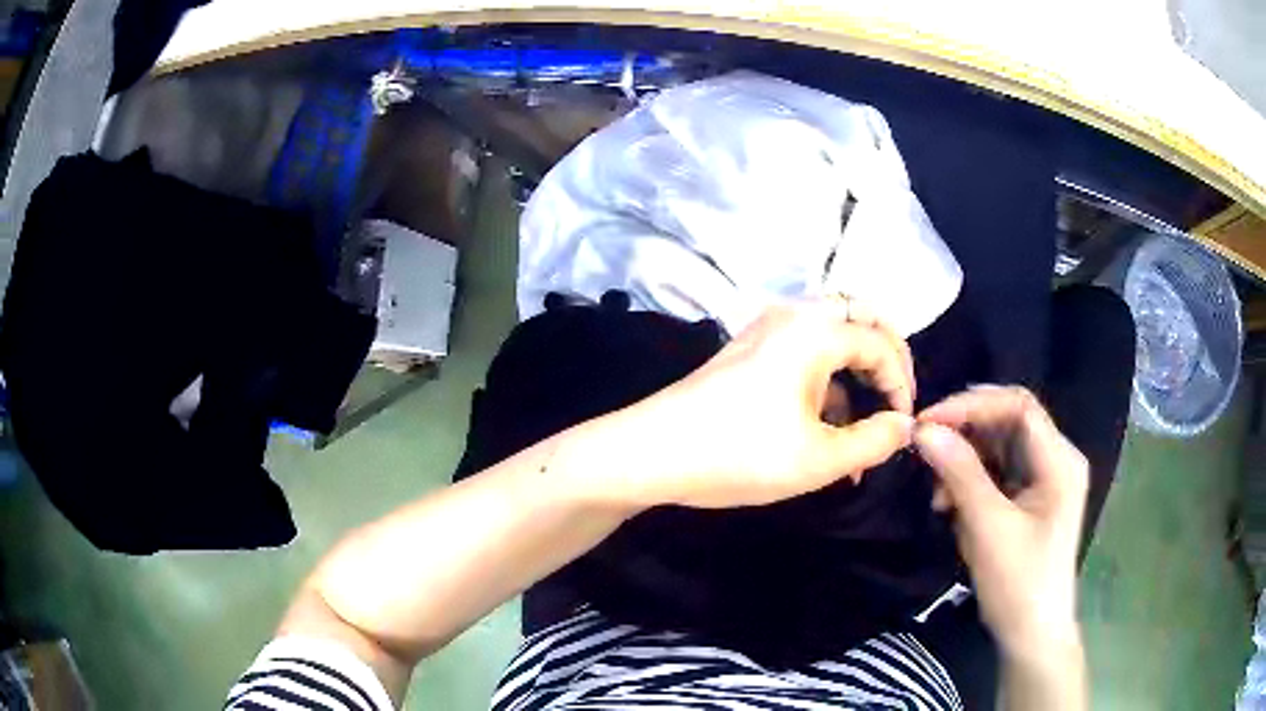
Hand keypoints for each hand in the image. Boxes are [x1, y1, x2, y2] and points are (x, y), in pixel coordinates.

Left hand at [598, 299, 915, 509]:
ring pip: (832, 334)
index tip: (905, 426)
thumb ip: (874, 440)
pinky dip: (826, 378)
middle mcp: (793, 316)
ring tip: (861, 427)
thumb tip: (904, 424)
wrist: (652, 453)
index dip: (902, 384)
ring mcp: (766, 329)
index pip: (882, 343)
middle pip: (860, 318)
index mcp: (815, 331)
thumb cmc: (739, 456)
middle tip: (893, 403)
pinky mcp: (748, 349)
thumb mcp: (819, 459)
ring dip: (855, 371)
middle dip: (886, 359)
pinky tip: (825, 425)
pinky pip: (804, 349)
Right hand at [913, 386, 1086, 656]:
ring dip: (964, 463)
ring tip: (937, 495)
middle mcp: (1056, 460)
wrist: (1030, 635)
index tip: (929, 421)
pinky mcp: (1029, 499)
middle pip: (1008, 424)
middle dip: (965, 435)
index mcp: (1060, 461)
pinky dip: (970, 484)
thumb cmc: (1018, 583)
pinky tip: (949, 506)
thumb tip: (924, 430)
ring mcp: (1043, 479)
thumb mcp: (988, 527)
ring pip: (998, 449)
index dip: (973, 405)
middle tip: (925, 450)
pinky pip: (996, 474)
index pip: (1019, 407)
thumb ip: (960, 474)